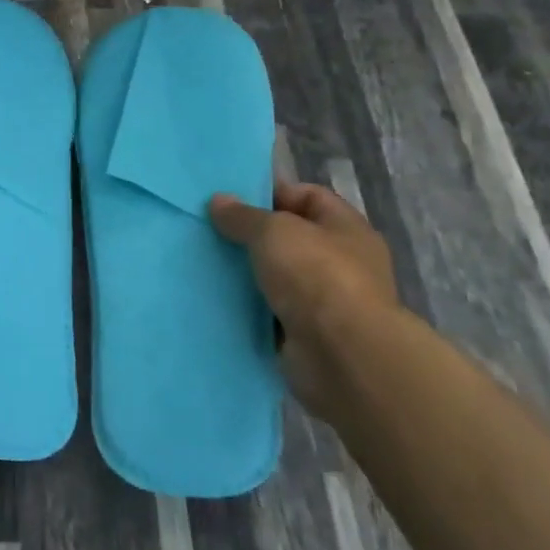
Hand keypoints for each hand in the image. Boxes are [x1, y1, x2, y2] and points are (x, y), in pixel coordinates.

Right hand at [208, 181, 399, 412]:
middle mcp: (341, 263)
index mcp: (346, 229)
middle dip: (250, 234)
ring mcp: (325, 302)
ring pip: (275, 276)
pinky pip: (268, 311)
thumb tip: (219, 201)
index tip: (230, 197)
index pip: (308, 197)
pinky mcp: (306, 335)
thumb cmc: (316, 276)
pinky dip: (246, 306)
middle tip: (208, 228)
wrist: (342, 357)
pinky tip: (214, 296)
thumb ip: (243, 215)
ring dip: (245, 272)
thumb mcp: (273, 231)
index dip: (271, 192)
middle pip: (288, 238)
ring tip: (204, 260)